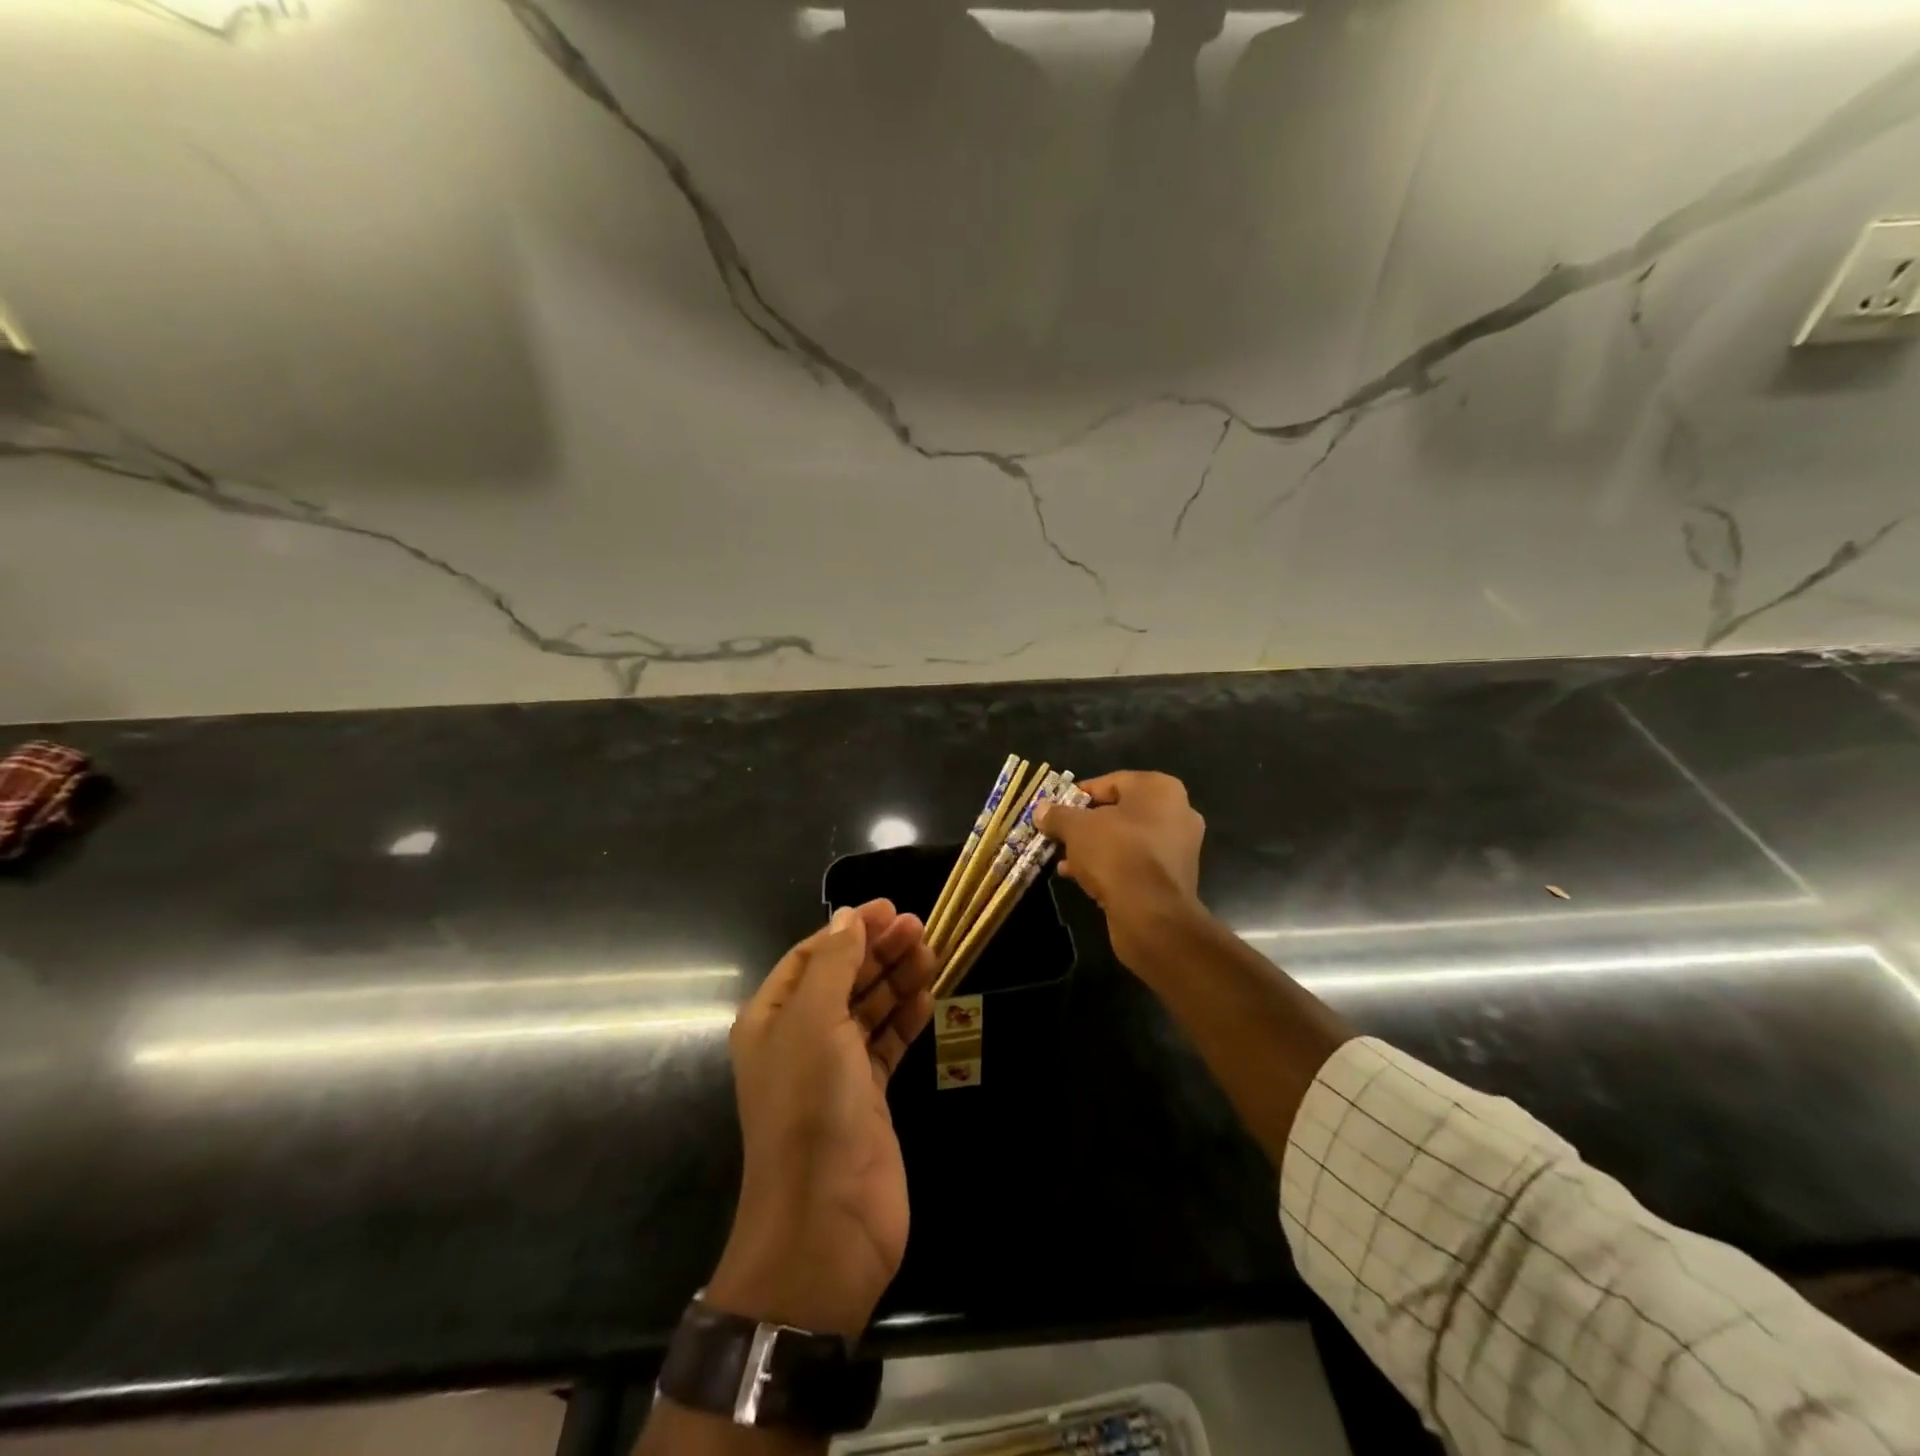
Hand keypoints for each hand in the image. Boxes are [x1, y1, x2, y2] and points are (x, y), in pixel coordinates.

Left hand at [709, 900, 935, 1338]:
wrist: (826, 1222)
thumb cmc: (811, 1108)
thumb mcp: (815, 1021)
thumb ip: (834, 964)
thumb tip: (847, 918)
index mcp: (773, 1018)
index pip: (812, 956)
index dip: (849, 929)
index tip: (890, 909)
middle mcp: (800, 1039)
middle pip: (843, 978)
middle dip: (878, 950)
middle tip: (920, 927)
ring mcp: (835, 1070)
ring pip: (868, 1009)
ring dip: (897, 979)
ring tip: (932, 952)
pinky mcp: (868, 1097)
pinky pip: (887, 1044)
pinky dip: (906, 1019)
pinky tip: (929, 996)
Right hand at [1036, 771, 1205, 968]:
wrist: (1152, 915)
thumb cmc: (1116, 854)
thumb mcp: (1076, 828)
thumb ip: (1058, 815)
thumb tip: (1041, 809)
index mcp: (1160, 789)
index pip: (1111, 782)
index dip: (1079, 795)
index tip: (1056, 809)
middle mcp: (1177, 812)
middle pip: (1119, 812)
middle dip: (1086, 824)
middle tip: (1059, 834)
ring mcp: (1179, 847)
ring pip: (1126, 840)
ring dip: (1095, 848)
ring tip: (1064, 860)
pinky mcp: (1174, 878)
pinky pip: (1135, 863)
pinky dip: (1111, 867)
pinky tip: (1081, 878)